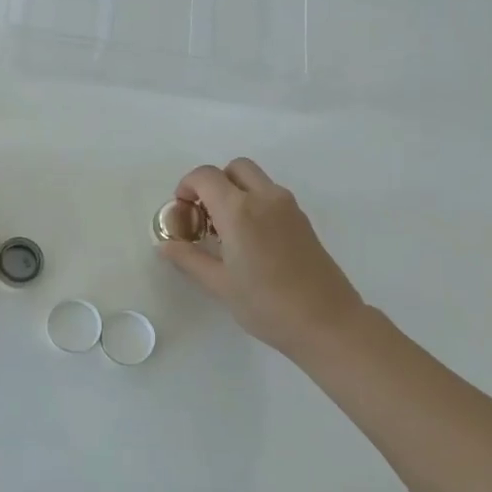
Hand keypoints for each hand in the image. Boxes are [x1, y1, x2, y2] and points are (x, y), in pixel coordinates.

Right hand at [158, 158, 368, 362]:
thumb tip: (164, 245)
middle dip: (214, 183)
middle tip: (204, 215)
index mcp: (239, 210)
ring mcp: (288, 207)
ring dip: (235, 191)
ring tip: (225, 230)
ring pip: (256, 179)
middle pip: (234, 168)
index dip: (187, 187)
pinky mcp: (303, 220)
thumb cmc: (267, 305)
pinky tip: (249, 240)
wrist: (327, 322)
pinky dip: (254, 202)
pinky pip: (271, 196)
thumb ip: (189, 259)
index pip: (205, 177)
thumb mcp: (220, 284)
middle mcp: (265, 198)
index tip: (181, 212)